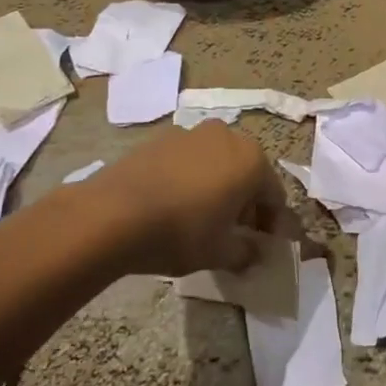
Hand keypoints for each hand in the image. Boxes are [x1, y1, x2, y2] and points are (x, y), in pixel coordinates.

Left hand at [85, 121, 291, 277]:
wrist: (112, 214)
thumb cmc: (181, 232)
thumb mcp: (220, 252)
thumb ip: (246, 252)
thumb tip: (255, 252)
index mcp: (252, 160)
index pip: (274, 195)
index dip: (271, 224)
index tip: (263, 245)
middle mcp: (226, 136)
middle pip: (246, 172)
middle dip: (245, 201)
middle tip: (233, 232)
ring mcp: (190, 133)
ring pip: (215, 163)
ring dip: (217, 186)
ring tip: (201, 218)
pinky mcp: (159, 139)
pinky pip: (186, 160)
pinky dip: (189, 179)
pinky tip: (173, 204)